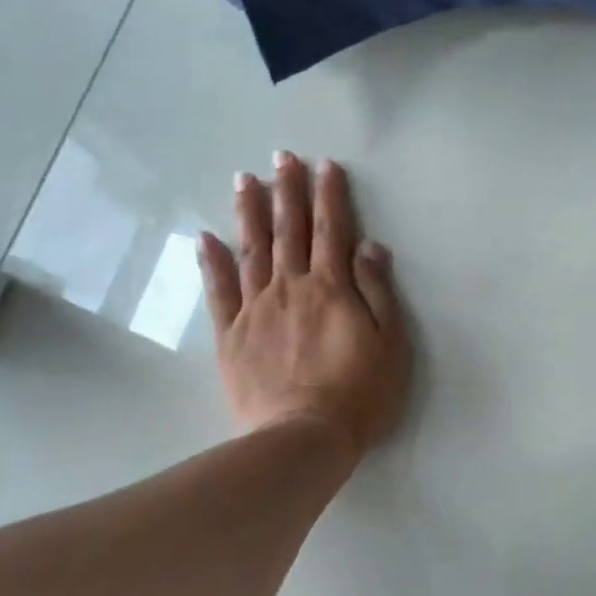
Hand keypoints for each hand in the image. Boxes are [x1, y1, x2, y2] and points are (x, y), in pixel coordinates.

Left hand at [197, 152, 411, 459]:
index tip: (325, 165)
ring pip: (252, 251)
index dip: (330, 196)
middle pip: (290, 231)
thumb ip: (378, 291)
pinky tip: (205, 237)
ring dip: (249, 212)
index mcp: (332, 288)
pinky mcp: (231, 336)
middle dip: (287, 191)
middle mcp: (291, 288)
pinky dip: (211, 263)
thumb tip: (368, 245)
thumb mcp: (390, 344)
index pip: (332, 230)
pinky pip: (219, 292)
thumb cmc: (359, 395)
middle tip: (281, 156)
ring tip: (244, 180)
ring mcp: (256, 309)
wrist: (304, 439)